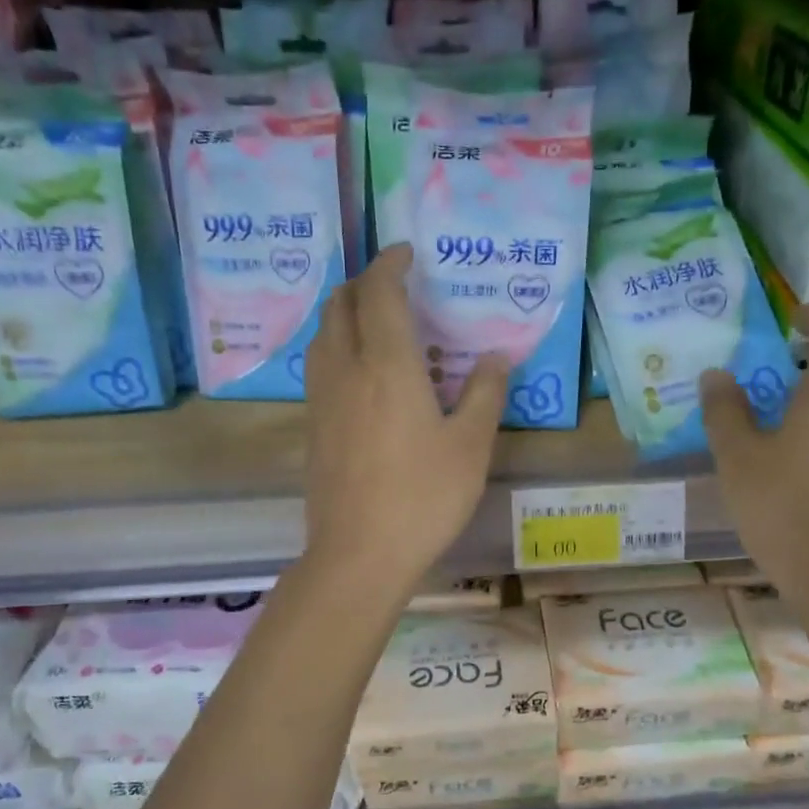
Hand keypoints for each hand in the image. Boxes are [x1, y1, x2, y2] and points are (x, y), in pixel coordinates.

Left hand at [302, 244, 508, 596]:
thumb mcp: (471, 446)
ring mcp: (322, 399)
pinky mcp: (312, 426)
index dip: (391, 265)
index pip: (380, 293)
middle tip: (392, 283)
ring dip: (344, 312)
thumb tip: (496, 357)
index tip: (406, 253)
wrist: (359, 554)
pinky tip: (359, 370)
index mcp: (387, 365)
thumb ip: (484, 393)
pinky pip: (318, 365)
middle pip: (341, 305)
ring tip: (373, 320)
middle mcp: (346, 370)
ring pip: (322, 334)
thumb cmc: (424, 497)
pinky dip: (336, 345)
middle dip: (362, 282)